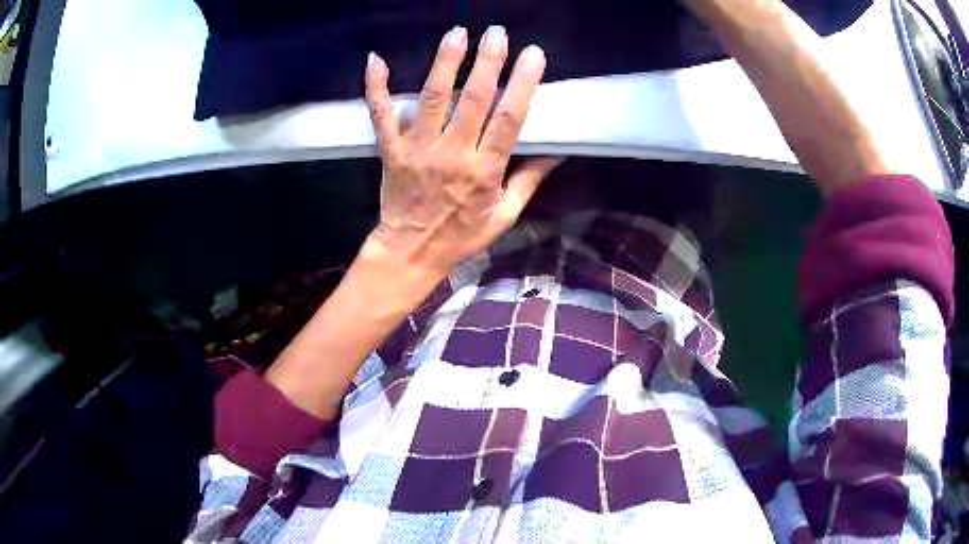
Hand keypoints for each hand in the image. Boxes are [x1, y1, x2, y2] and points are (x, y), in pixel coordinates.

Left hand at [362, 26, 559, 276]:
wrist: (410, 252)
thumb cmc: (461, 235)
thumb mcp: (505, 216)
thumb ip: (529, 180)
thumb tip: (557, 150)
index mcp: (484, 171)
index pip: (508, 120)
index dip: (522, 84)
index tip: (533, 54)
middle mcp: (451, 155)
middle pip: (472, 100)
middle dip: (487, 62)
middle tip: (497, 32)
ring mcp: (417, 150)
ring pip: (432, 99)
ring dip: (445, 62)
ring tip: (457, 33)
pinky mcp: (391, 150)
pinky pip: (381, 115)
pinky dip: (377, 87)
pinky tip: (376, 59)